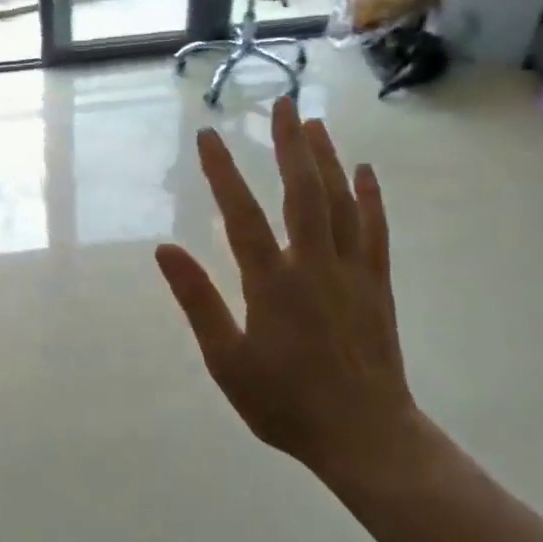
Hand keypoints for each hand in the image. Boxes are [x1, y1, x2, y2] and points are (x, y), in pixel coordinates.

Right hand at [155, 97, 426, 498]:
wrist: (366, 437)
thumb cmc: (286, 403)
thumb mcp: (227, 361)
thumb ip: (198, 302)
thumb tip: (165, 249)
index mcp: (272, 284)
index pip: (241, 215)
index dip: (223, 173)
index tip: (209, 136)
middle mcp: (314, 265)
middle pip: (302, 192)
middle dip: (289, 146)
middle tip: (281, 104)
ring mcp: (351, 272)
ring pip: (340, 203)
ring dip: (327, 159)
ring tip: (315, 123)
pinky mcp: (377, 285)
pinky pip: (374, 231)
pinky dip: (370, 198)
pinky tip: (365, 172)